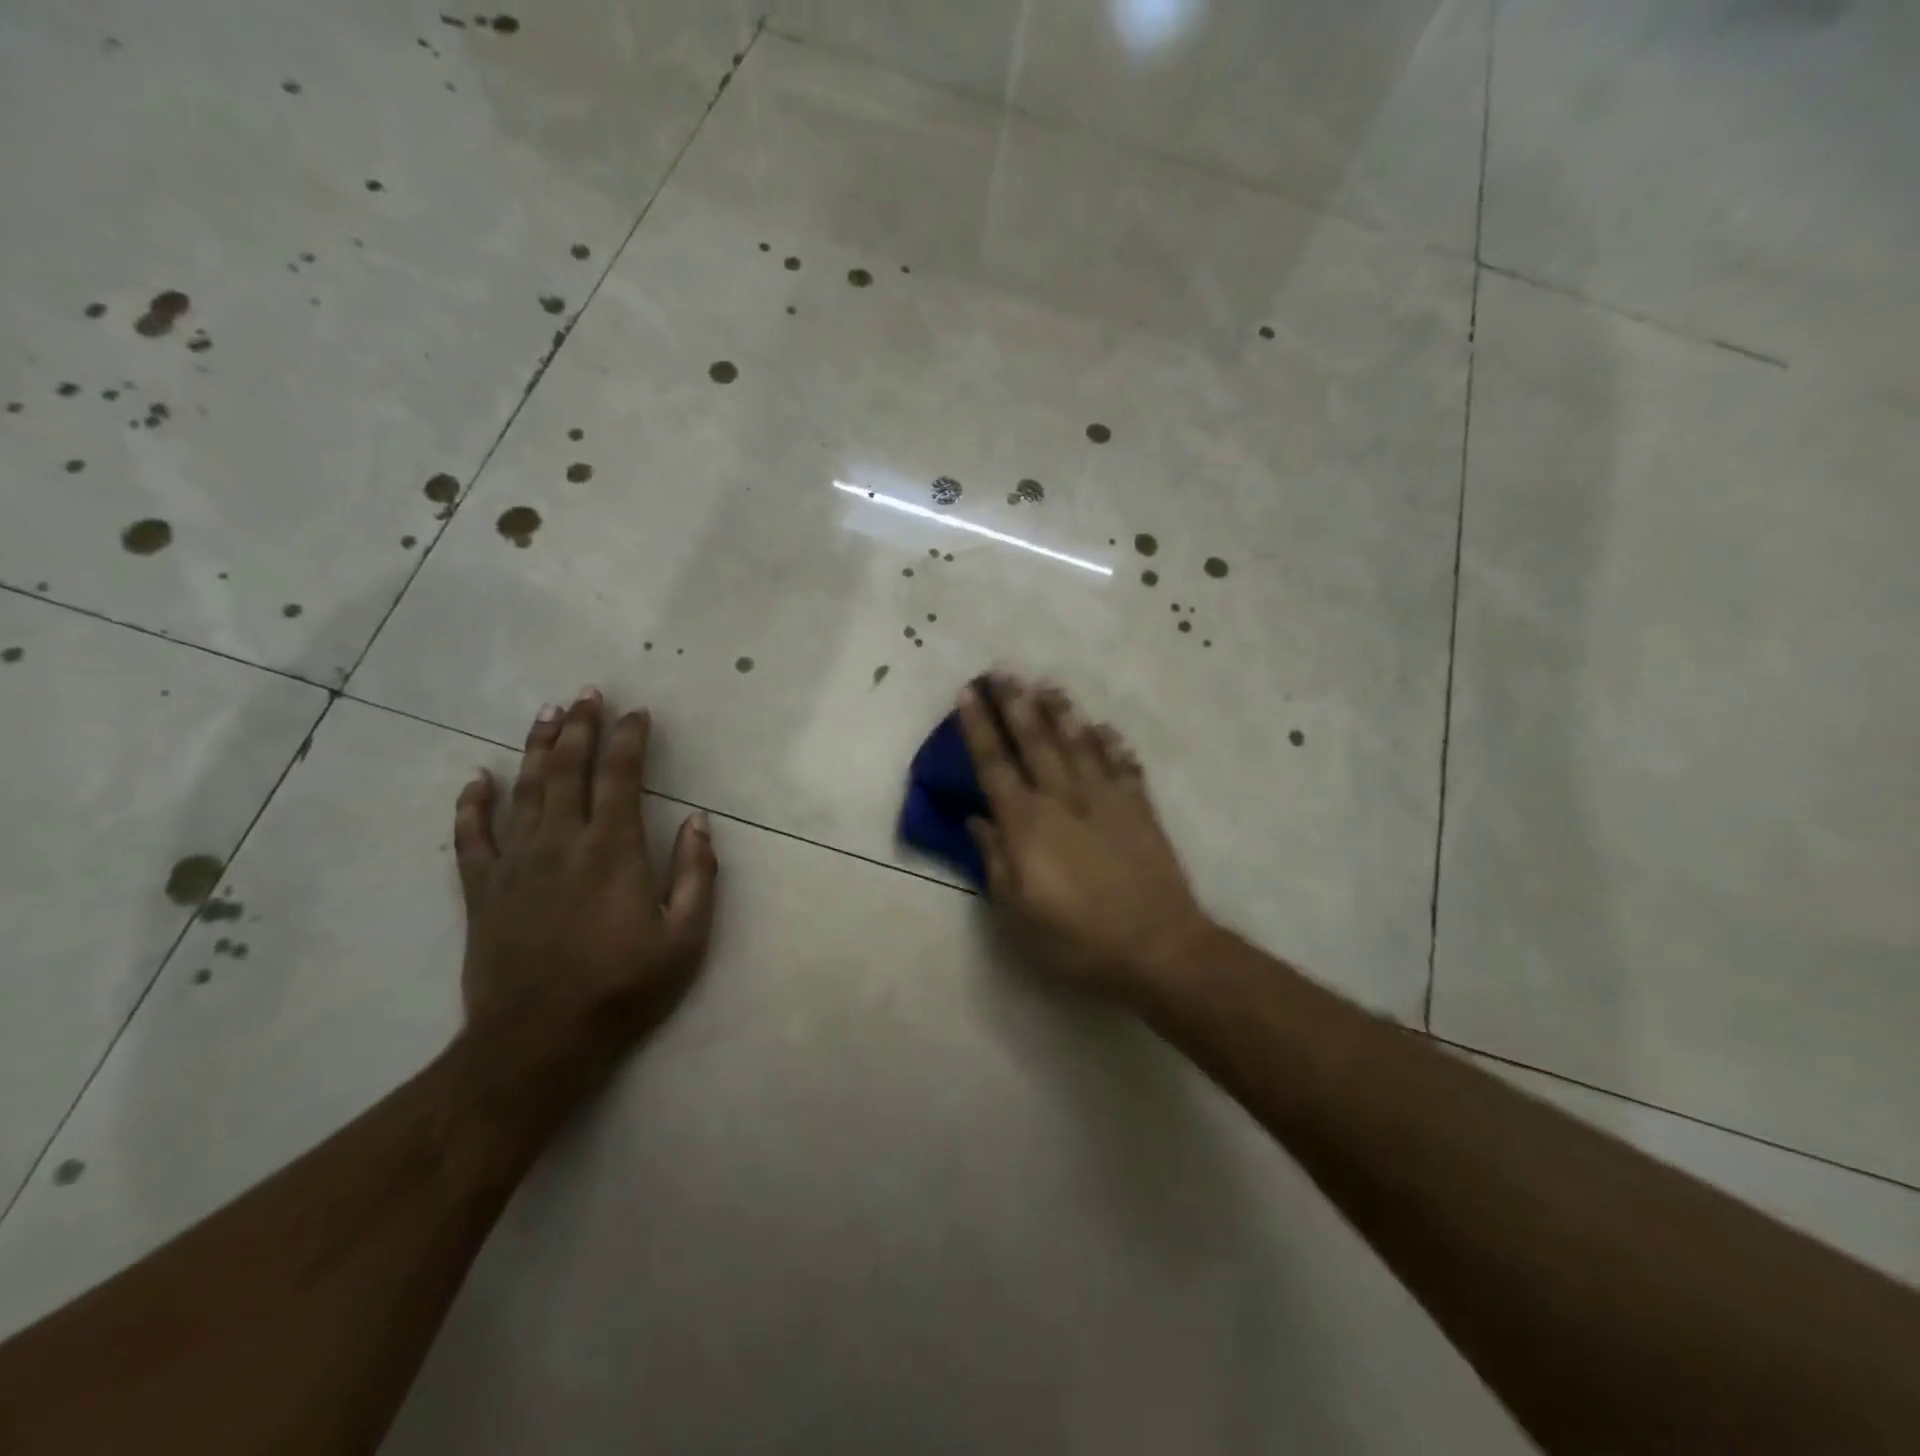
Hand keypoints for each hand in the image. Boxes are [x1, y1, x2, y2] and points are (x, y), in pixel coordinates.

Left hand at [452, 689, 718, 1082]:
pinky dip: (473, 804)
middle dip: (579, 728)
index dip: (629, 740)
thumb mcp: (686, 939)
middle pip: (567, 770)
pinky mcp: (481, 891)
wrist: (538, 1043)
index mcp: (612, 851)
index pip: (620, 777)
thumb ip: (698, 875)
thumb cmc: (623, 989)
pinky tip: (477, 779)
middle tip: (586, 695)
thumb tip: (699, 822)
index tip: (637, 713)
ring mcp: (515, 865)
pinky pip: (471, 837)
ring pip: (524, 790)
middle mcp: (560, 844)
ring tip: (547, 715)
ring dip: (537, 749)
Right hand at [957, 674, 1212, 998]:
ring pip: (1080, 745)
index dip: (979, 727)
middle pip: (1036, 742)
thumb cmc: (1076, 939)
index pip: (994, 765)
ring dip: (1062, 713)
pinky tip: (1105, 727)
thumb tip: (977, 821)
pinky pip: (1124, 767)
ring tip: (1048, 685)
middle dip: (1017, 704)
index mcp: (1027, 824)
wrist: (1157, 947)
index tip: (968, 692)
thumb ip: (995, 861)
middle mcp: (1064, 800)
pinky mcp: (1140, 810)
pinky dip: (1113, 745)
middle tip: (1004, 670)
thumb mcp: (1018, 913)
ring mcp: (1106, 801)